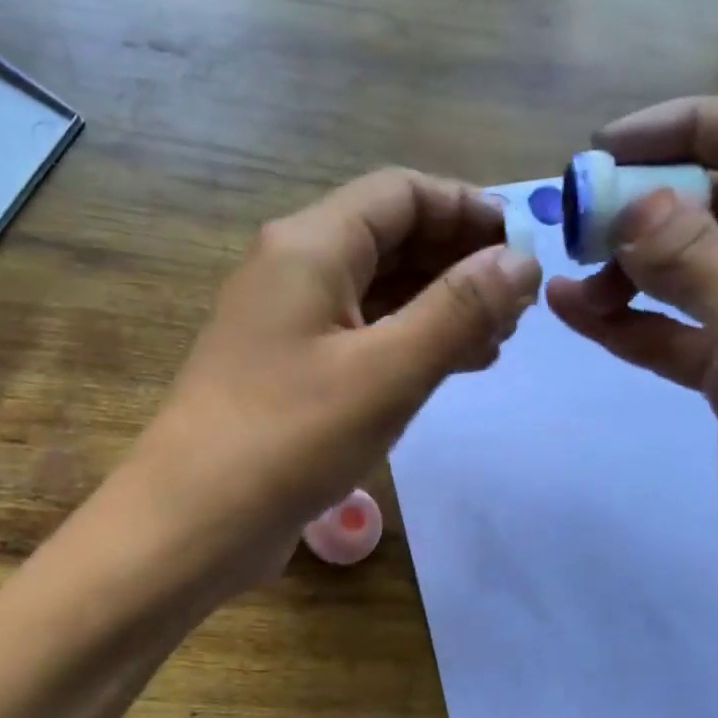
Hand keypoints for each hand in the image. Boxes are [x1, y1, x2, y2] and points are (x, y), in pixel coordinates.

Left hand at [125, 168, 541, 591]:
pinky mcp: (289, 373)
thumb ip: (459, 310)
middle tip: (517, 307)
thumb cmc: (289, 438)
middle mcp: (293, 271)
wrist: (193, 522)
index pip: (402, 194)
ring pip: (378, 292)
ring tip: (497, 340)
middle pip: (390, 238)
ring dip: (438, 306)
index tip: (525, 247)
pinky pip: (360, 338)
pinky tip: (449, 368)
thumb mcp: (388, 371)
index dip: (468, 210)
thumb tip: (521, 261)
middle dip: (458, 262)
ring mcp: (287, 325)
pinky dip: (407, 343)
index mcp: (309, 246)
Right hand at [547, 92, 717, 602]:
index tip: (609, 148)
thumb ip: (698, 259)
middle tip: (580, 222)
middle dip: (656, 207)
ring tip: (573, 279)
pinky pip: (680, 329)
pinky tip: (576, 312)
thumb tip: (628, 204)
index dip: (696, 128)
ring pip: (700, 267)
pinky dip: (631, 321)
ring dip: (634, 267)